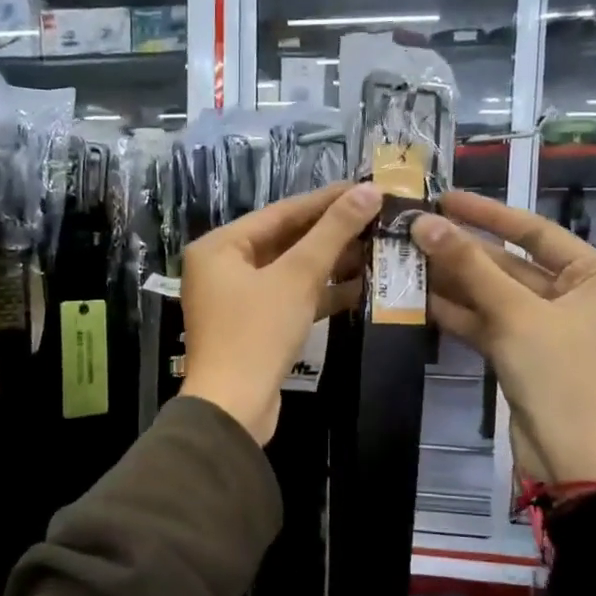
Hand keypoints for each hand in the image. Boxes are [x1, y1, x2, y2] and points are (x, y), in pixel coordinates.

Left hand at [181, 181, 380, 444]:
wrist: (234, 407)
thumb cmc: (257, 333)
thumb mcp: (297, 277)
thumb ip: (332, 232)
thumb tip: (369, 191)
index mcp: (219, 246)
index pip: (280, 212)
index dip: (326, 200)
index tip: (366, 188)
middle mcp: (222, 267)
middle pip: (284, 240)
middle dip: (331, 233)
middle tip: (376, 218)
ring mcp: (236, 299)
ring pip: (289, 271)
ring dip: (330, 263)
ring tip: (376, 247)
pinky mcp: (253, 327)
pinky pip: (289, 298)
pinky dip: (319, 293)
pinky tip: (360, 286)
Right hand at [410, 192, 595, 486]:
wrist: (570, 457)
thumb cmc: (559, 375)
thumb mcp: (514, 314)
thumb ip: (469, 267)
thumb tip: (423, 223)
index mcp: (595, 277)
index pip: (536, 232)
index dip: (488, 214)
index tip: (445, 199)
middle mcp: (574, 296)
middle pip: (511, 264)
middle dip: (463, 251)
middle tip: (414, 231)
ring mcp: (546, 327)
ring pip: (494, 295)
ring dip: (454, 281)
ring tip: (407, 259)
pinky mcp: (522, 354)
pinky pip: (488, 322)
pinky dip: (458, 313)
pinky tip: (419, 298)